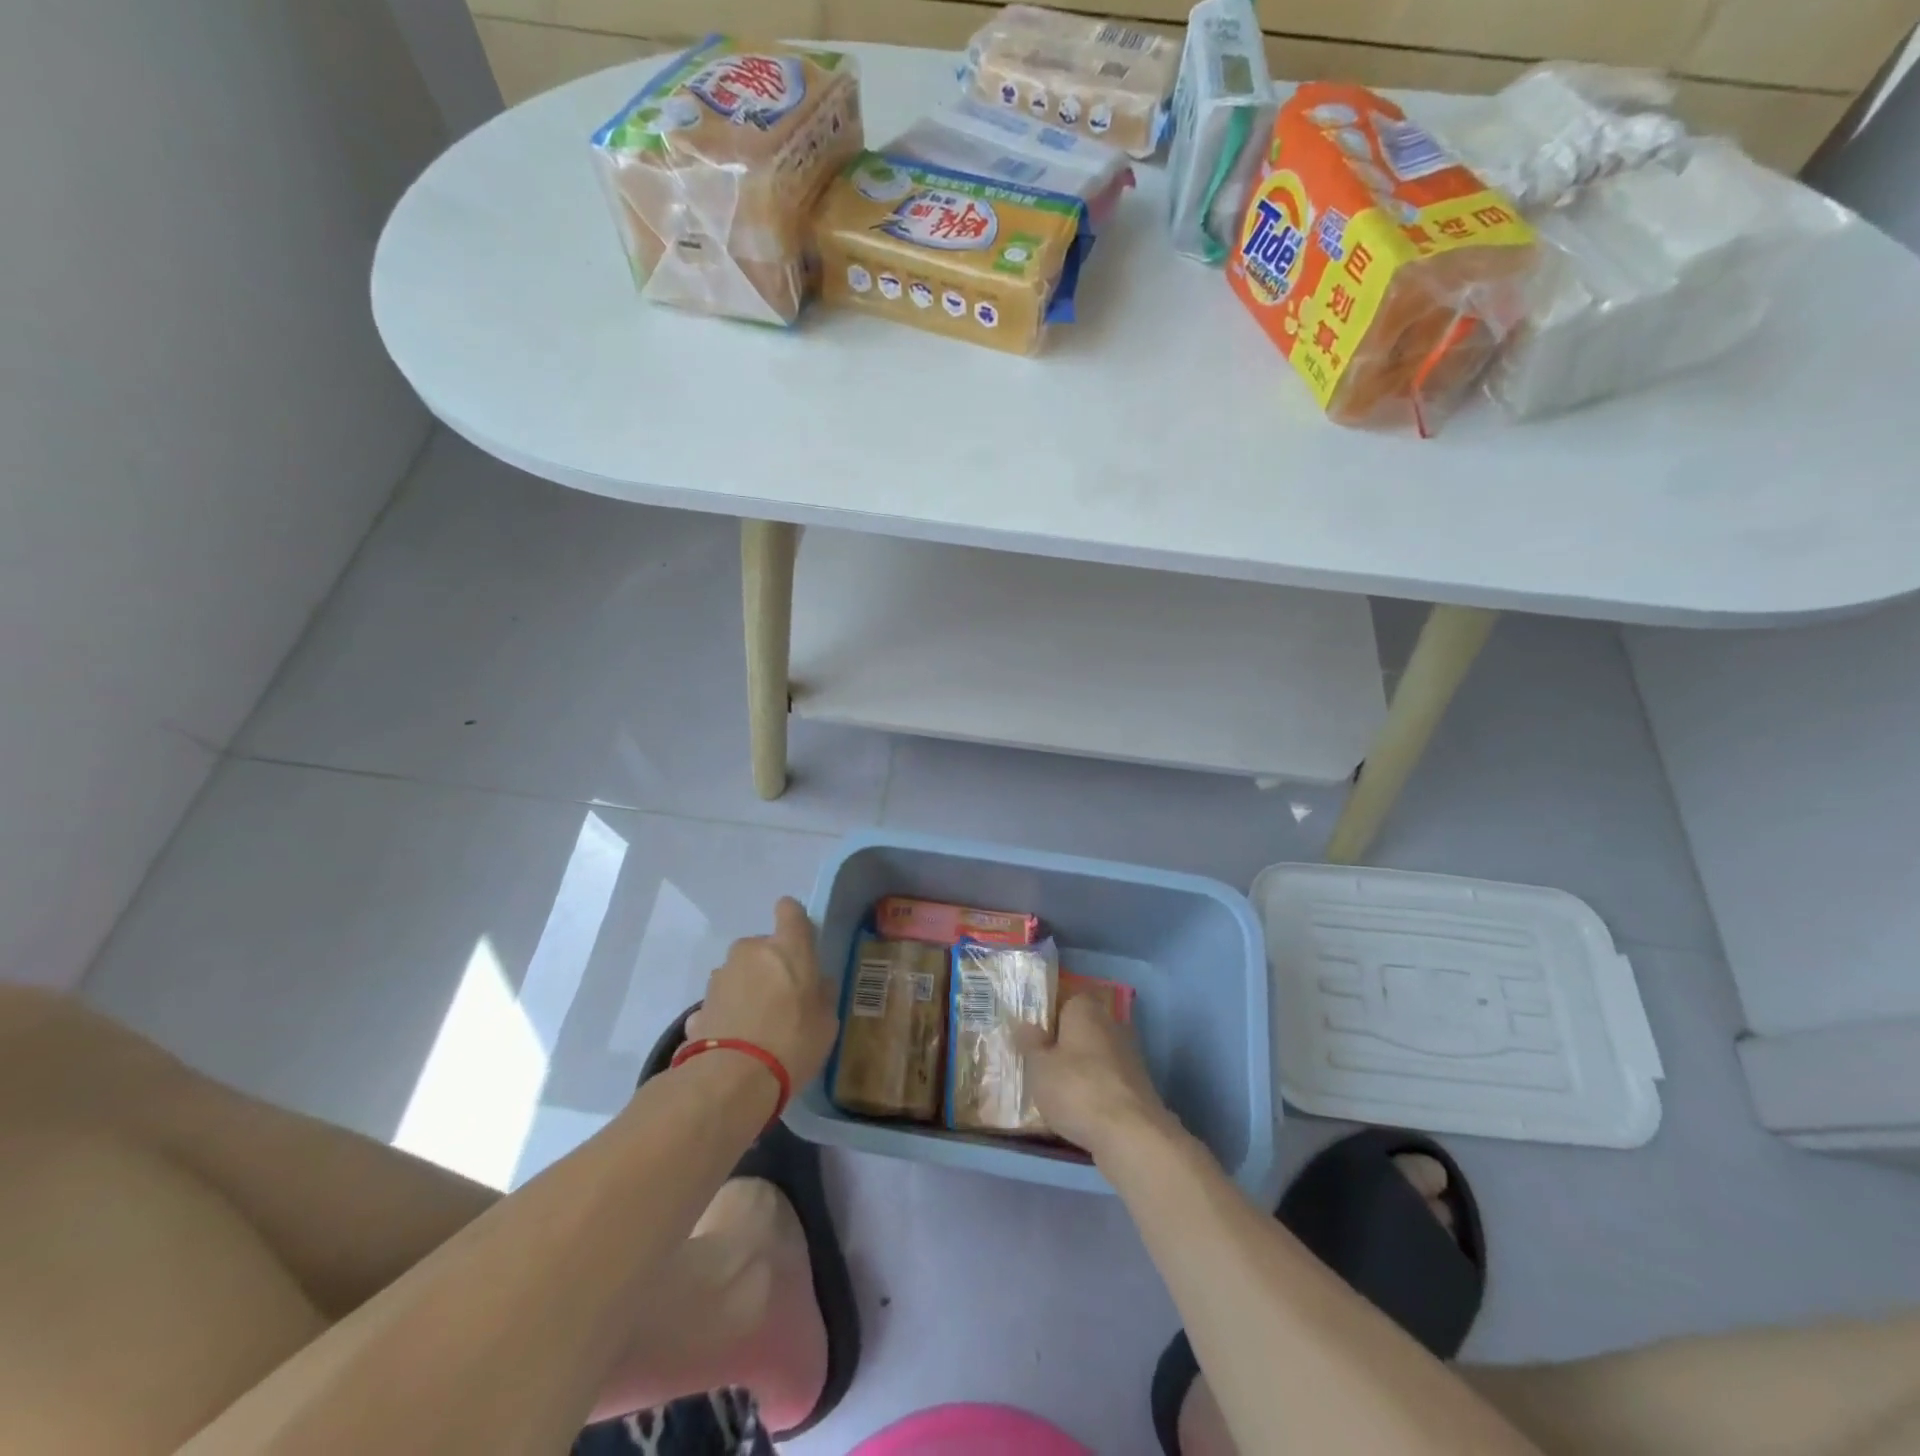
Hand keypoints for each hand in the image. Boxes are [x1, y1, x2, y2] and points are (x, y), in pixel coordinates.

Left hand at [689, 898, 837, 1091]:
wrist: (731, 1080)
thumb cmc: (793, 1042)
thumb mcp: (826, 1022)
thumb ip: (822, 994)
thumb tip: (817, 984)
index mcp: (788, 947)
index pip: (790, 910)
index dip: (794, 920)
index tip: (800, 942)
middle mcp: (750, 951)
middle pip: (763, 946)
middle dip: (770, 965)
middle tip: (782, 998)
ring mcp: (720, 977)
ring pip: (739, 972)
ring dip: (747, 988)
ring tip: (757, 1026)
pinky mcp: (698, 1005)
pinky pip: (722, 1001)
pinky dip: (728, 1013)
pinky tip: (735, 1043)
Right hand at [1018, 995, 1174, 1157]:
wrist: (1130, 1133)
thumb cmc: (1076, 1089)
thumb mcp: (1039, 1066)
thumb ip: (1030, 1043)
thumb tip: (1024, 1024)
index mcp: (1085, 1009)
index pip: (1065, 1000)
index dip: (1048, 1017)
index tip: (1032, 1036)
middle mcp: (1111, 1024)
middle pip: (1082, 1028)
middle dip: (1064, 1044)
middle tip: (1040, 1065)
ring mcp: (1129, 1055)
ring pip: (1095, 1055)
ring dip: (1080, 1069)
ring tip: (1056, 1092)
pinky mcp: (1138, 1085)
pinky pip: (1107, 1079)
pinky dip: (1095, 1090)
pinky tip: (1080, 1110)